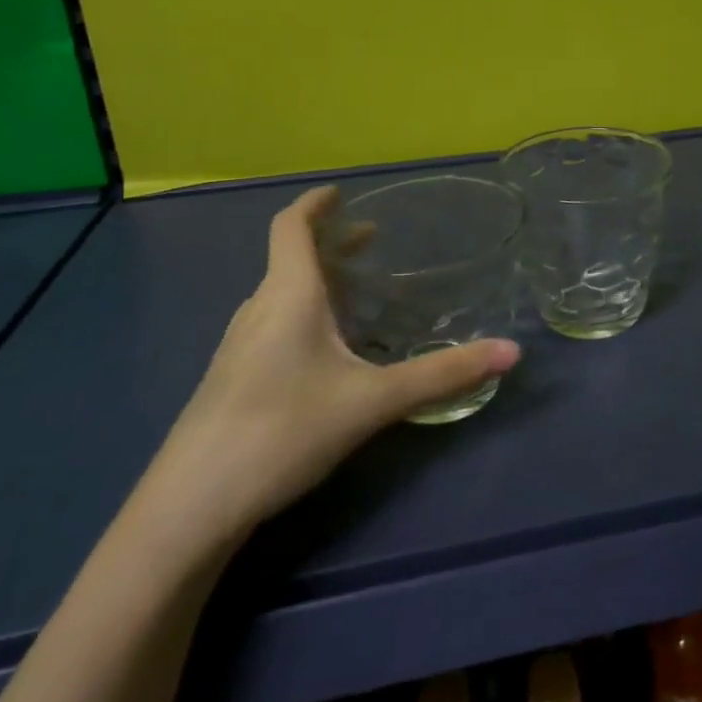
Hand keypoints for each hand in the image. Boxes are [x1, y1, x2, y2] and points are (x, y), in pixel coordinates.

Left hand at [145, 187, 520, 551]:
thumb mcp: (373, 402)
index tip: (341, 193)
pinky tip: (323, 351)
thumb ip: (442, 376)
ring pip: (280, 294)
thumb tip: (512, 352)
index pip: (291, 226)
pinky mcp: (230, 380)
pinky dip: (301, 312)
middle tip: (371, 241)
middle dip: (330, 243)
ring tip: (354, 292)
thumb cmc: (283, 431)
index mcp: (288, 295)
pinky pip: (271, 324)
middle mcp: (258, 310)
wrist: (189, 508)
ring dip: (316, 279)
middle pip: (289, 258)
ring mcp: (237, 347)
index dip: (314, 204)